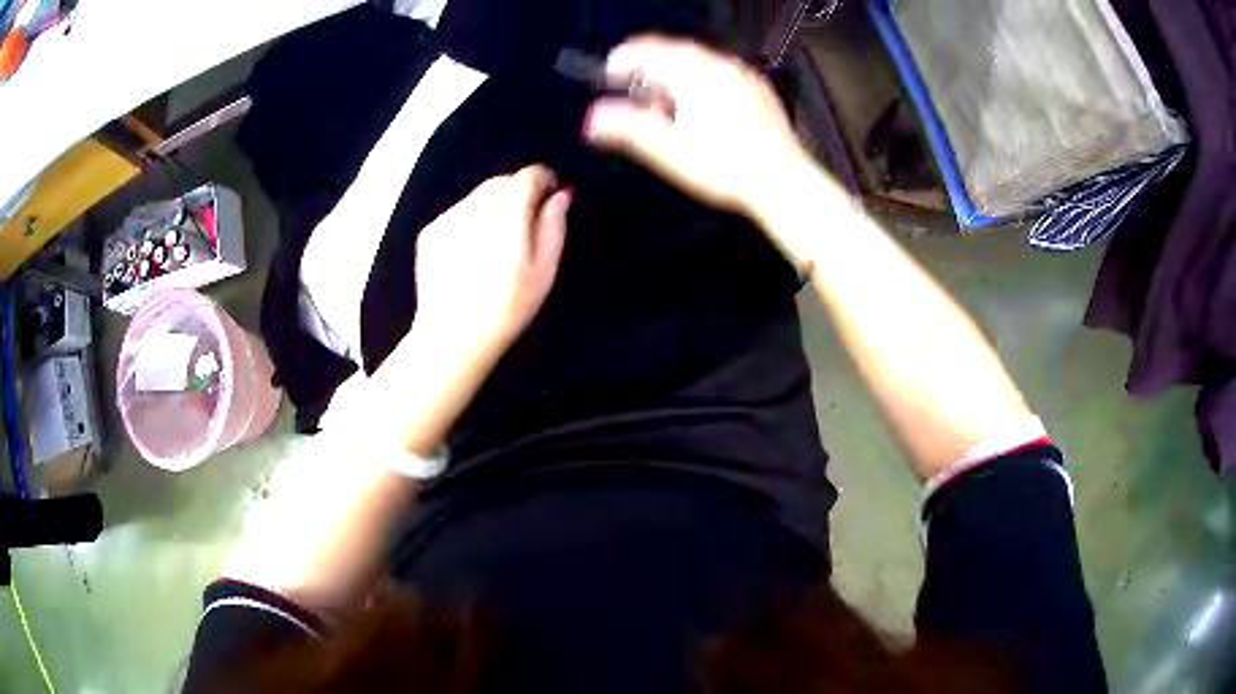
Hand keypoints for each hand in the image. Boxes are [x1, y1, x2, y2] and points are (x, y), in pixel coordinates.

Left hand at [414, 165, 570, 363]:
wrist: (452, 336)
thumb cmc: (507, 307)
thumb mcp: (544, 271)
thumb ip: (553, 226)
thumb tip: (560, 195)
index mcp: (508, 210)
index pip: (529, 174)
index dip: (545, 181)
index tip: (551, 197)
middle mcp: (475, 204)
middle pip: (502, 181)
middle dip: (517, 193)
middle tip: (524, 226)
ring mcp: (448, 217)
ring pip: (478, 197)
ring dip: (492, 207)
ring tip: (495, 245)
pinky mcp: (430, 232)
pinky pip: (457, 214)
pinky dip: (469, 223)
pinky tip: (471, 256)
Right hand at [583, 36, 816, 220]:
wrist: (782, 183)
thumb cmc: (730, 169)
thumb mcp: (669, 151)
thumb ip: (627, 129)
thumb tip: (593, 118)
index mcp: (695, 75)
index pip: (649, 51)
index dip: (624, 59)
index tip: (610, 71)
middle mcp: (721, 67)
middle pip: (674, 52)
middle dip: (649, 65)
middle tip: (633, 84)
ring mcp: (744, 76)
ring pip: (699, 61)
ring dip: (674, 72)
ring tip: (665, 101)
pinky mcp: (758, 90)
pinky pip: (721, 72)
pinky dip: (700, 80)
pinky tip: (699, 106)